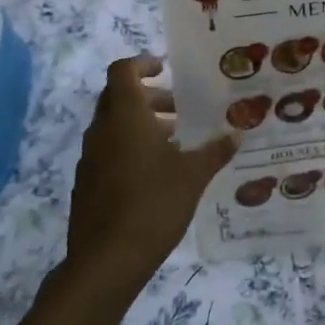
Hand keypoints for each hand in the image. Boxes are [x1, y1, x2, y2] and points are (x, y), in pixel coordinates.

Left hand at [65, 56, 238, 295]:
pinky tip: (157, 173)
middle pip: (119, 97)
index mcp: (125, 117)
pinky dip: (130, 149)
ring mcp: (90, 158)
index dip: (142, 64)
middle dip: (149, 97)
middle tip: (179, 109)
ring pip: (114, 126)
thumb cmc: (153, 204)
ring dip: (141, 125)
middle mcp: (102, 130)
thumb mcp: (193, 175)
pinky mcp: (87, 183)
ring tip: (175, 142)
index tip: (165, 69)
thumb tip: (237, 134)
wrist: (107, 260)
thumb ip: (215, 151)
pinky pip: (109, 151)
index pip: (123, 71)